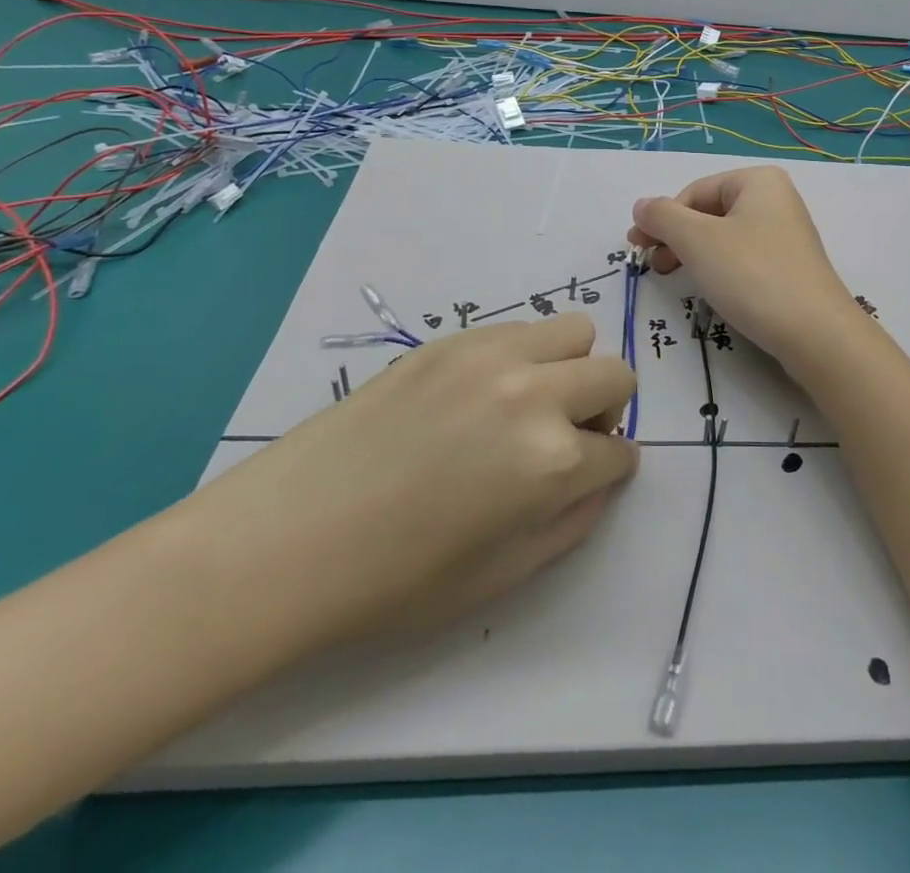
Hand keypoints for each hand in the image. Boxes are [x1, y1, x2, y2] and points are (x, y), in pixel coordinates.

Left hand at [187, 314, 638, 657]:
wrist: (288, 539)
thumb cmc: (394, 581)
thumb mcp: (502, 577)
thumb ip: (571, 523)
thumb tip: (601, 479)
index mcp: (551, 463)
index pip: (620, 453)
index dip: (611, 470)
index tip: (592, 477)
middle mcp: (534, 395)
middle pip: (617, 376)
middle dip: (607, 412)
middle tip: (566, 439)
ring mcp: (491, 357)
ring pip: (576, 333)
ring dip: (570, 370)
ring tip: (529, 404)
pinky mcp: (452, 340)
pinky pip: (520, 329)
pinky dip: (524, 356)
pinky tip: (480, 394)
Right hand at [628, 165, 865, 369]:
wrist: (815, 333)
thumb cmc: (752, 275)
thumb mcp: (697, 240)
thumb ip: (662, 217)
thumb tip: (641, 205)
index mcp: (758, 181)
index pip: (694, 192)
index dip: (662, 219)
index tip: (637, 248)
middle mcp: (776, 199)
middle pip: (709, 212)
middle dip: (676, 237)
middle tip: (651, 266)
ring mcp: (786, 234)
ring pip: (724, 237)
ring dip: (693, 254)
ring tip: (673, 277)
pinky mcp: (789, 266)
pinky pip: (743, 257)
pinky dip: (719, 268)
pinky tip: (710, 288)